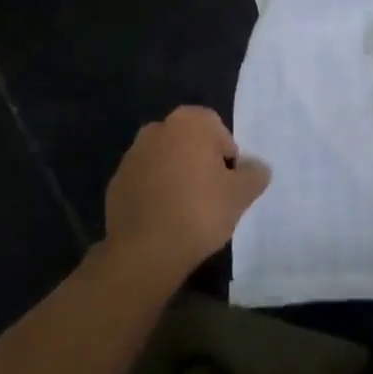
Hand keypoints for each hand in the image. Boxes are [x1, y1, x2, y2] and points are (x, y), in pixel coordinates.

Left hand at [103, 106, 268, 282]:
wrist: (145, 251)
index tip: (229, 180)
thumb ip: (254, 173)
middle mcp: (156, 129)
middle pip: (188, 141)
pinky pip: (145, 181)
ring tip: (187, 209)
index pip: (216, 127)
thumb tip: (256, 166)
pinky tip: (164, 218)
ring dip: (176, 175)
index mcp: (187, 122)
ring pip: (165, 160)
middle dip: (200, 161)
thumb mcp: (241, 194)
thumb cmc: (199, 211)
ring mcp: (131, 156)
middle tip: (212, 194)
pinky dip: (156, 192)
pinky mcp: (116, 182)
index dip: (227, 153)